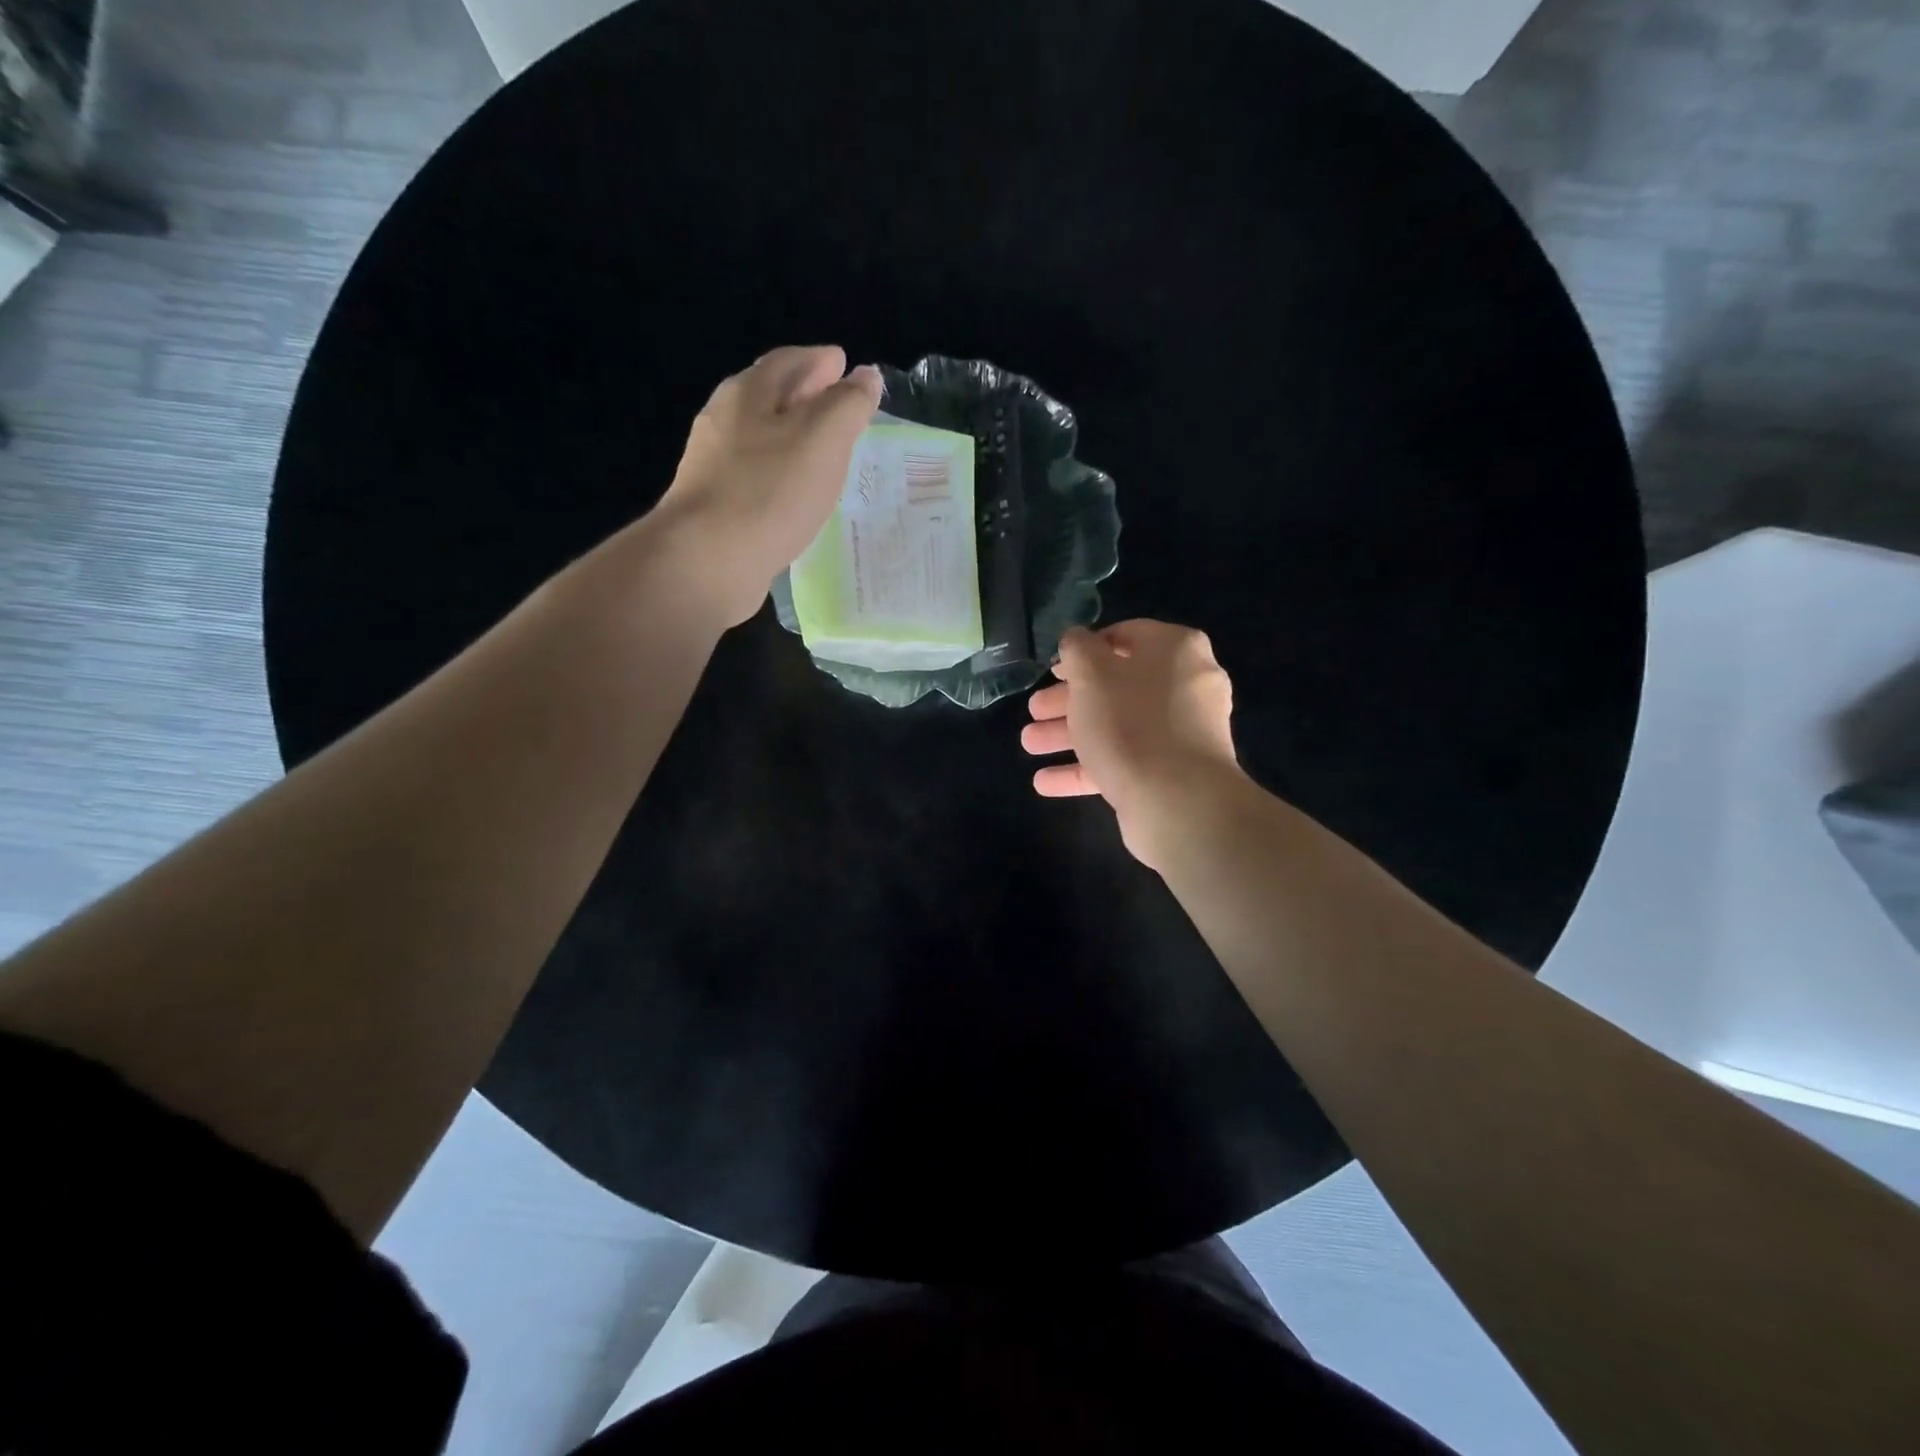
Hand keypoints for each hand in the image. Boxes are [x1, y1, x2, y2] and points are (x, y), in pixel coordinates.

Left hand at [655, 345, 883, 626]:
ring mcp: (714, 465)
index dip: (821, 361)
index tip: (847, 365)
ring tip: (824, 452)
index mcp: (748, 393)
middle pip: (770, 397)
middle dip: (806, 395)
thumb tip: (866, 376)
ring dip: (793, 438)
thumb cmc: (769, 492)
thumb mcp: (822, 440)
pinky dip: (782, 474)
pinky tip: (797, 494)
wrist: (707, 561)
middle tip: (839, 406)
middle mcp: (724, 421)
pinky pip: (757, 477)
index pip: (789, 361)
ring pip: (762, 438)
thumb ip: (848, 405)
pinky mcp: (715, 506)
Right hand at [1021, 620, 1246, 869]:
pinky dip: (1086, 769)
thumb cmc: (1130, 722)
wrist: (1178, 802)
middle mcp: (1186, 685)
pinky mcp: (1172, 773)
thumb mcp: (1091, 673)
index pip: (1124, 636)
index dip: (1083, 651)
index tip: (1053, 670)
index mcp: (1175, 649)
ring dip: (1069, 735)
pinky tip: (1045, 782)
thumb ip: (1077, 648)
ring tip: (1029, 745)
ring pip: (1116, 726)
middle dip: (1067, 700)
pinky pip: (1124, 762)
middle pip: (1116, 686)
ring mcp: (1181, 733)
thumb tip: (1076, 640)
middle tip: (1034, 710)